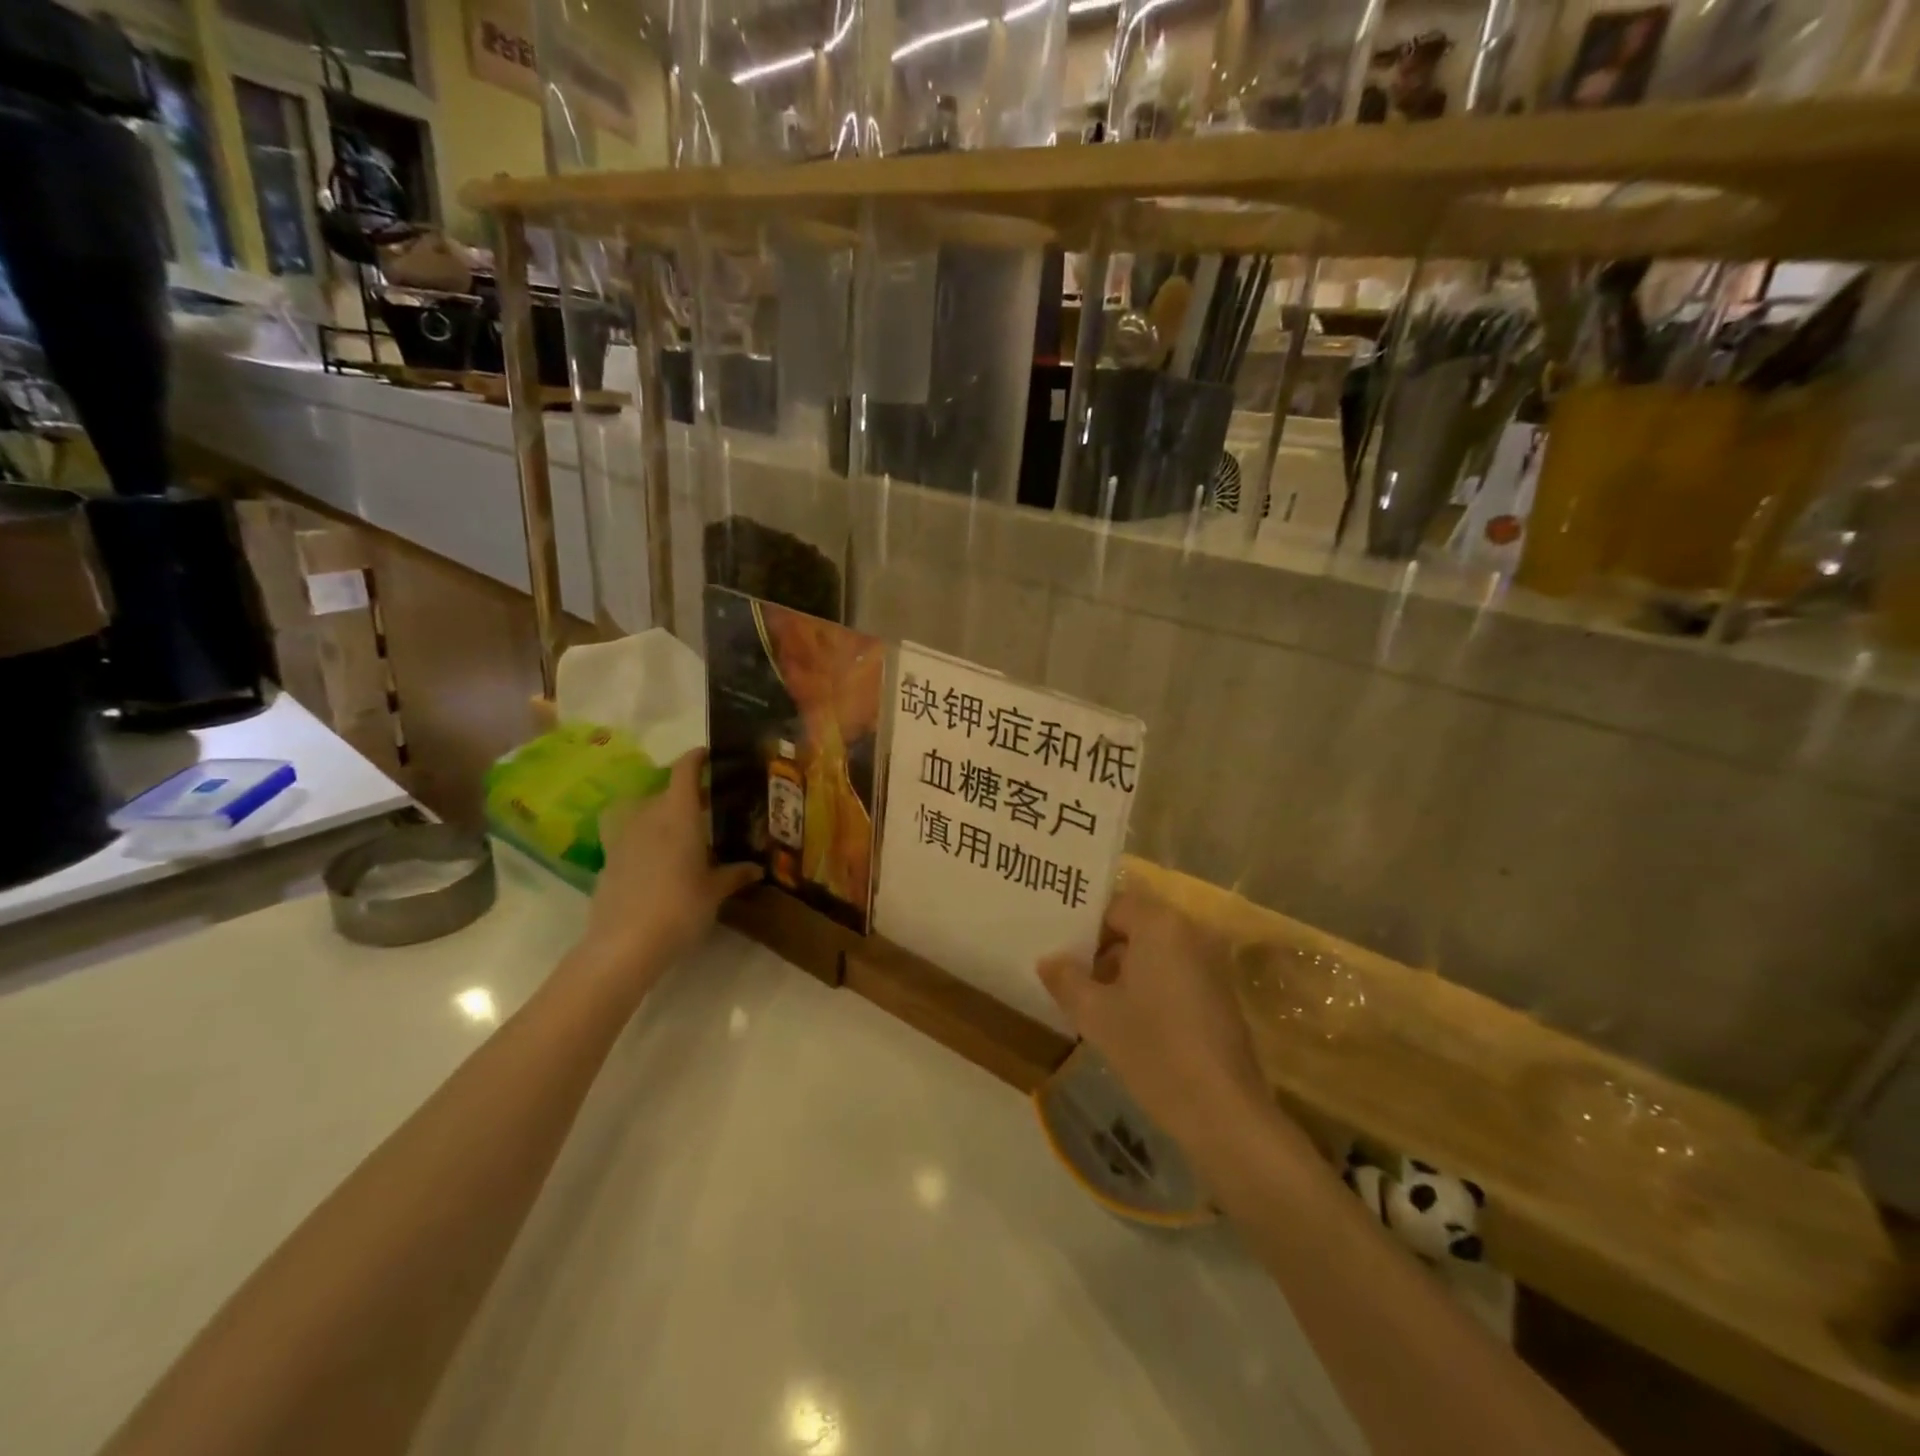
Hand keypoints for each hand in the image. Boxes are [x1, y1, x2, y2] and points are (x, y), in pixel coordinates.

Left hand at [575, 749, 760, 993]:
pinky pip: (632, 837)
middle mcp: (648, 816)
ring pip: (647, 813)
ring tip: (686, 833)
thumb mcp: (715, 891)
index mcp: (678, 814)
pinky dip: (648, 839)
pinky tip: (661, 861)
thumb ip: (734, 874)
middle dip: (688, 794)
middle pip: (666, 792)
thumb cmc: (680, 908)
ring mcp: (623, 837)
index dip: (696, 758)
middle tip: (712, 806)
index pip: (684, 770)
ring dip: (665, 816)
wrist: (624, 945)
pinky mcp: (609, 859)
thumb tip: (756, 868)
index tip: (710, 755)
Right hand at [1038, 885, 1269, 1144]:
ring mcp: (1211, 964)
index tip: (1057, 950)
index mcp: (1161, 924)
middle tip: (1067, 975)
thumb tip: (1048, 960)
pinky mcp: (1220, 995)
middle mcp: (1191, 932)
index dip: (1082, 926)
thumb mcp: (1096, 1014)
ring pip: (1154, 952)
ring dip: (1123, 970)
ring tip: (1090, 1001)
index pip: (1112, 906)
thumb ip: (1066, 979)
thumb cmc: (1153, 1050)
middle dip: (1100, 949)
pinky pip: (1174, 973)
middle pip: (1135, 926)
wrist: (1223, 1112)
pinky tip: (1126, 1020)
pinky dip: (1148, 986)